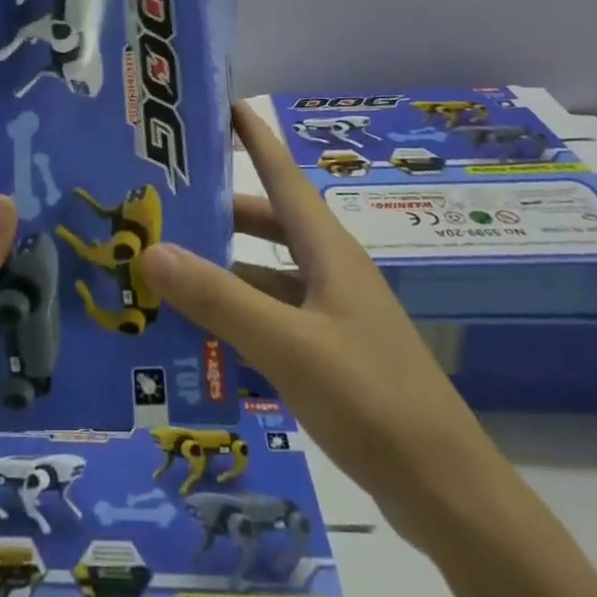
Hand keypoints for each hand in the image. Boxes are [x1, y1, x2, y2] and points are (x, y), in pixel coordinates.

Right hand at [139, 104, 488, 529]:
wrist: (446, 492)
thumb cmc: (371, 398)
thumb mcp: (287, 345)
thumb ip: (219, 299)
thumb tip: (150, 249)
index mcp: (327, 250)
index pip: (284, 175)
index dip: (255, 137)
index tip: (222, 104)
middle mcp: (329, 271)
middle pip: (267, 224)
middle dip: (219, 210)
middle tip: (164, 201)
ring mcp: (332, 315)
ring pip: (266, 275)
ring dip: (222, 270)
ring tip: (165, 268)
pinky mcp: (330, 356)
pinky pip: (272, 319)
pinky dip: (237, 317)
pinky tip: (199, 334)